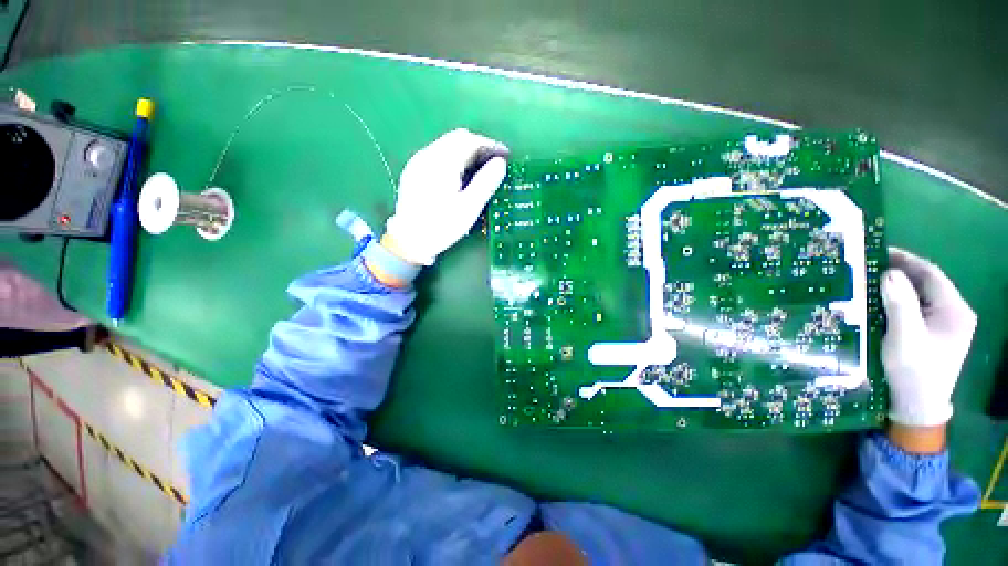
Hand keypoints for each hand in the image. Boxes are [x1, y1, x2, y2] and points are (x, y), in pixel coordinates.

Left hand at [384, 129, 508, 265]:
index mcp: (442, 163)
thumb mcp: (469, 208)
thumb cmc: (442, 226)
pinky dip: (453, 159)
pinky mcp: (413, 171)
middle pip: (457, 139)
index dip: (490, 145)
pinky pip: (437, 155)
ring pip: (447, 146)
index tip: (505, 156)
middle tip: (493, 164)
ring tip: (479, 171)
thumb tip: (500, 163)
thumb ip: (486, 182)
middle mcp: (428, 155)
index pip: (470, 141)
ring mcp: (418, 162)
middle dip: (478, 147)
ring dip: (465, 153)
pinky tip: (459, 177)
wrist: (409, 241)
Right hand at [880, 248, 976, 430]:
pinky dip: (898, 301)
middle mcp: (954, 313)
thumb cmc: (914, 371)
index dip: (906, 260)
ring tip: (870, 282)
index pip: (931, 274)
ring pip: (920, 296)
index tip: (878, 252)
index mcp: (955, 311)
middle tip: (868, 267)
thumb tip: (889, 273)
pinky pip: (915, 308)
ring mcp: (944, 324)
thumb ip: (900, 304)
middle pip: (926, 284)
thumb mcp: (905, 337)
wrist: (917, 406)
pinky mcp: (933, 333)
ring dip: (897, 287)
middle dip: (899, 273)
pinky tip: (880, 302)